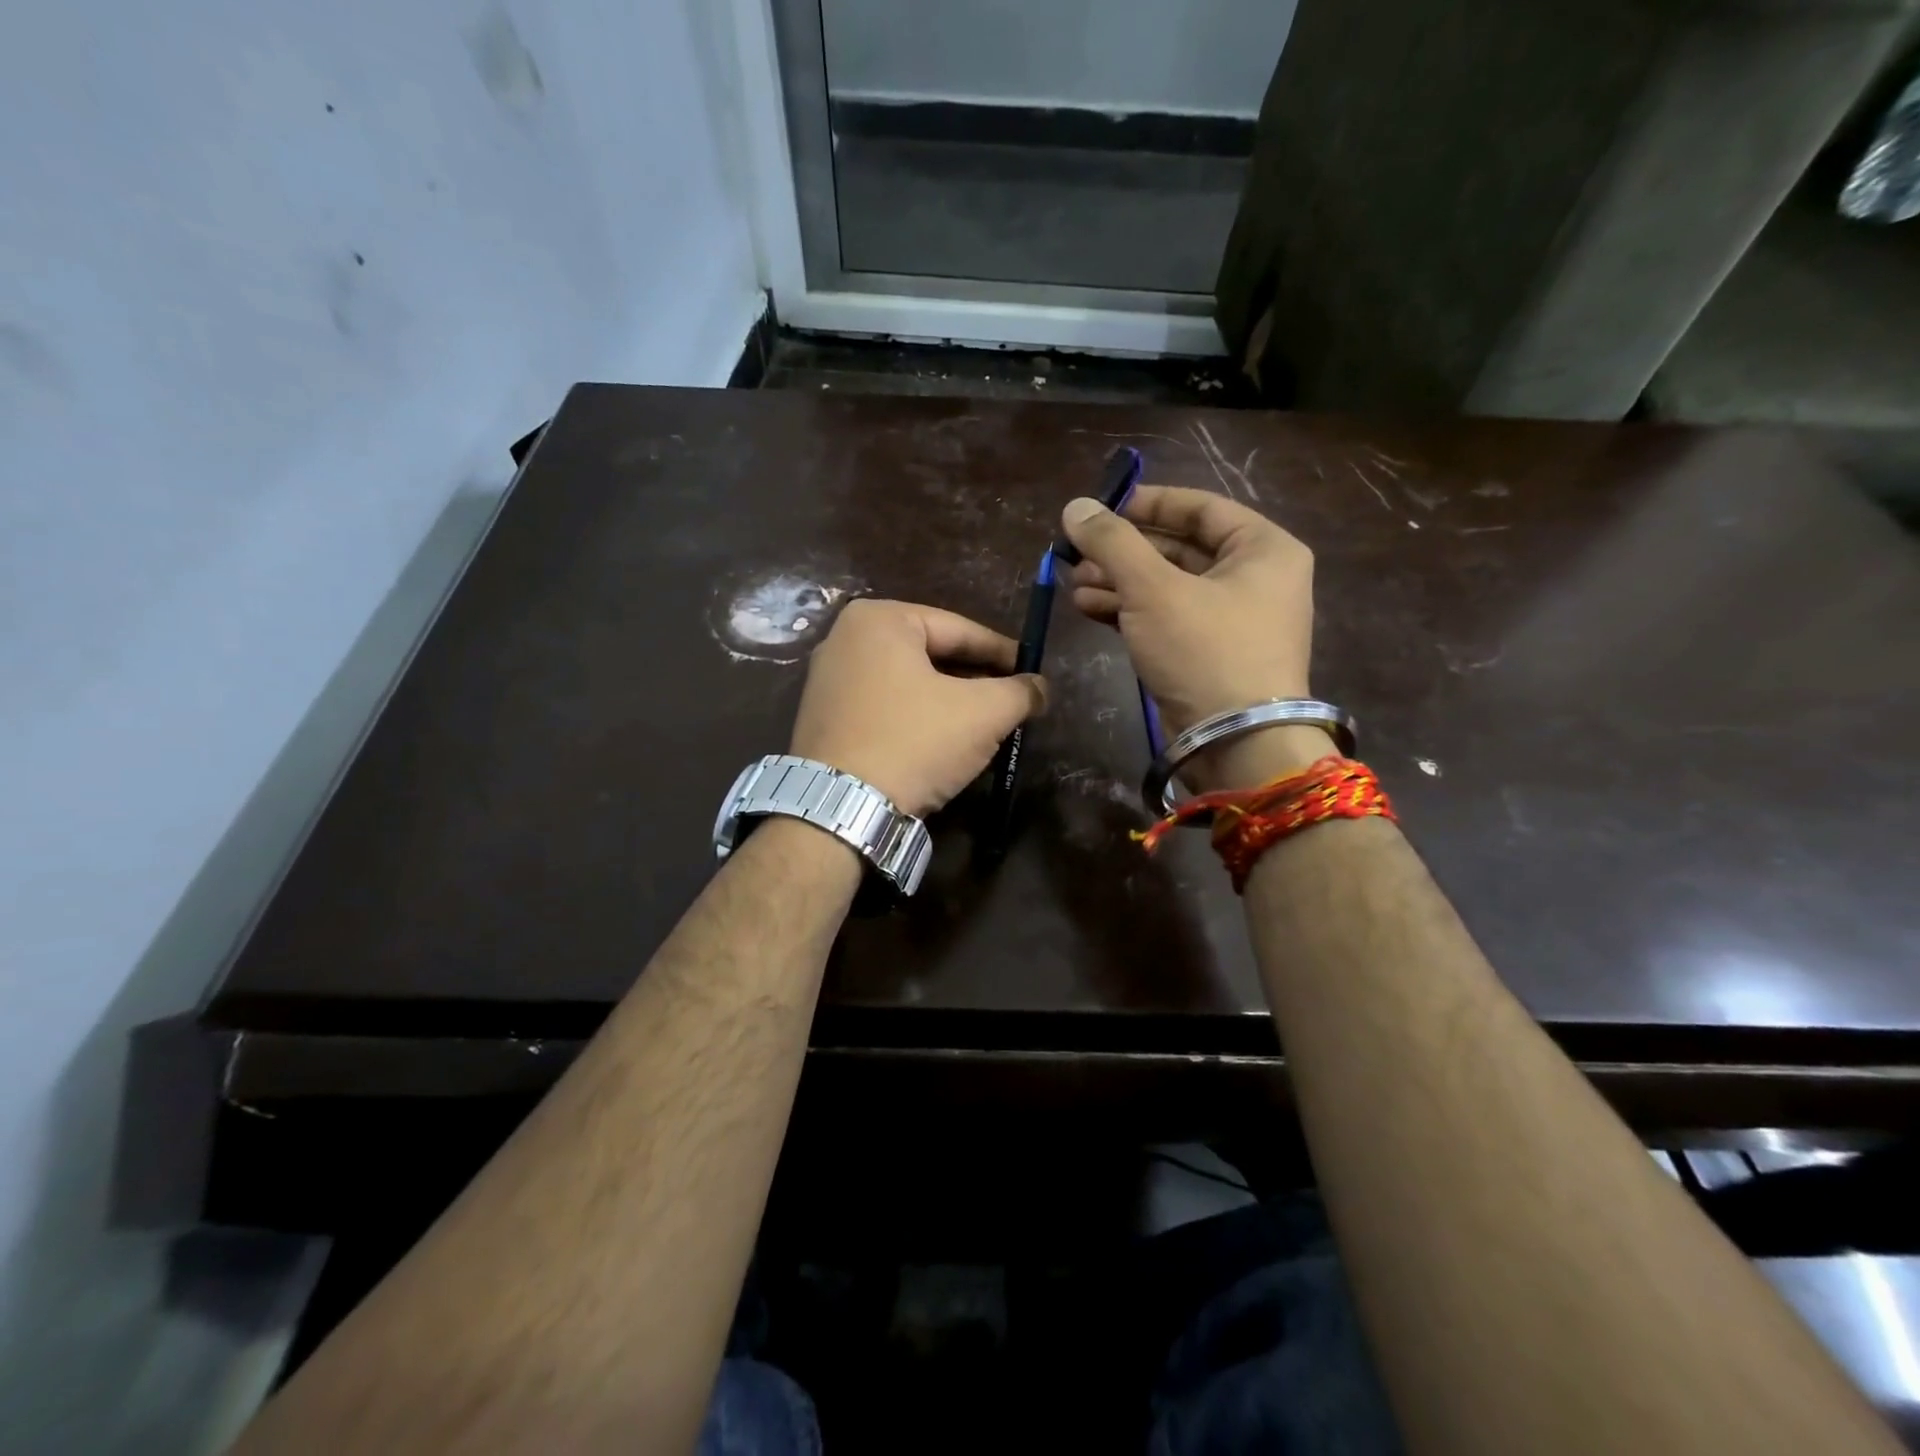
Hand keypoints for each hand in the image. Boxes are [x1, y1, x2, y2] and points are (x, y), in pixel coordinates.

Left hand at [789, 599, 1046, 817]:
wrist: (840, 810)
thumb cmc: (914, 743)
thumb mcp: (983, 714)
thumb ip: (1019, 692)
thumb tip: (1040, 687)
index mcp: (880, 619)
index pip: (959, 629)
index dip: (1003, 652)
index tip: (1032, 671)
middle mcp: (844, 638)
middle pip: (931, 654)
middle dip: (974, 678)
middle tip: (1010, 700)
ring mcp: (826, 679)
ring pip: (907, 682)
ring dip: (947, 700)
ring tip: (982, 724)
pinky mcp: (821, 718)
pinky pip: (883, 705)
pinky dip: (915, 717)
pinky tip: (939, 740)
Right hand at [1061, 486, 1328, 790]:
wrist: (1236, 744)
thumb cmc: (1205, 651)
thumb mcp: (1154, 589)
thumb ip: (1113, 543)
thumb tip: (1075, 506)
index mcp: (1263, 549)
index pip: (1201, 507)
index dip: (1148, 503)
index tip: (1102, 507)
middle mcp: (1254, 579)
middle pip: (1179, 548)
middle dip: (1124, 552)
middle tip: (1077, 554)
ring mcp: (1232, 620)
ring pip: (1168, 586)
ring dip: (1120, 582)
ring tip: (1074, 585)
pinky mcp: (1209, 654)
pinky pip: (1167, 618)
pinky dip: (1130, 612)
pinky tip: (1089, 608)